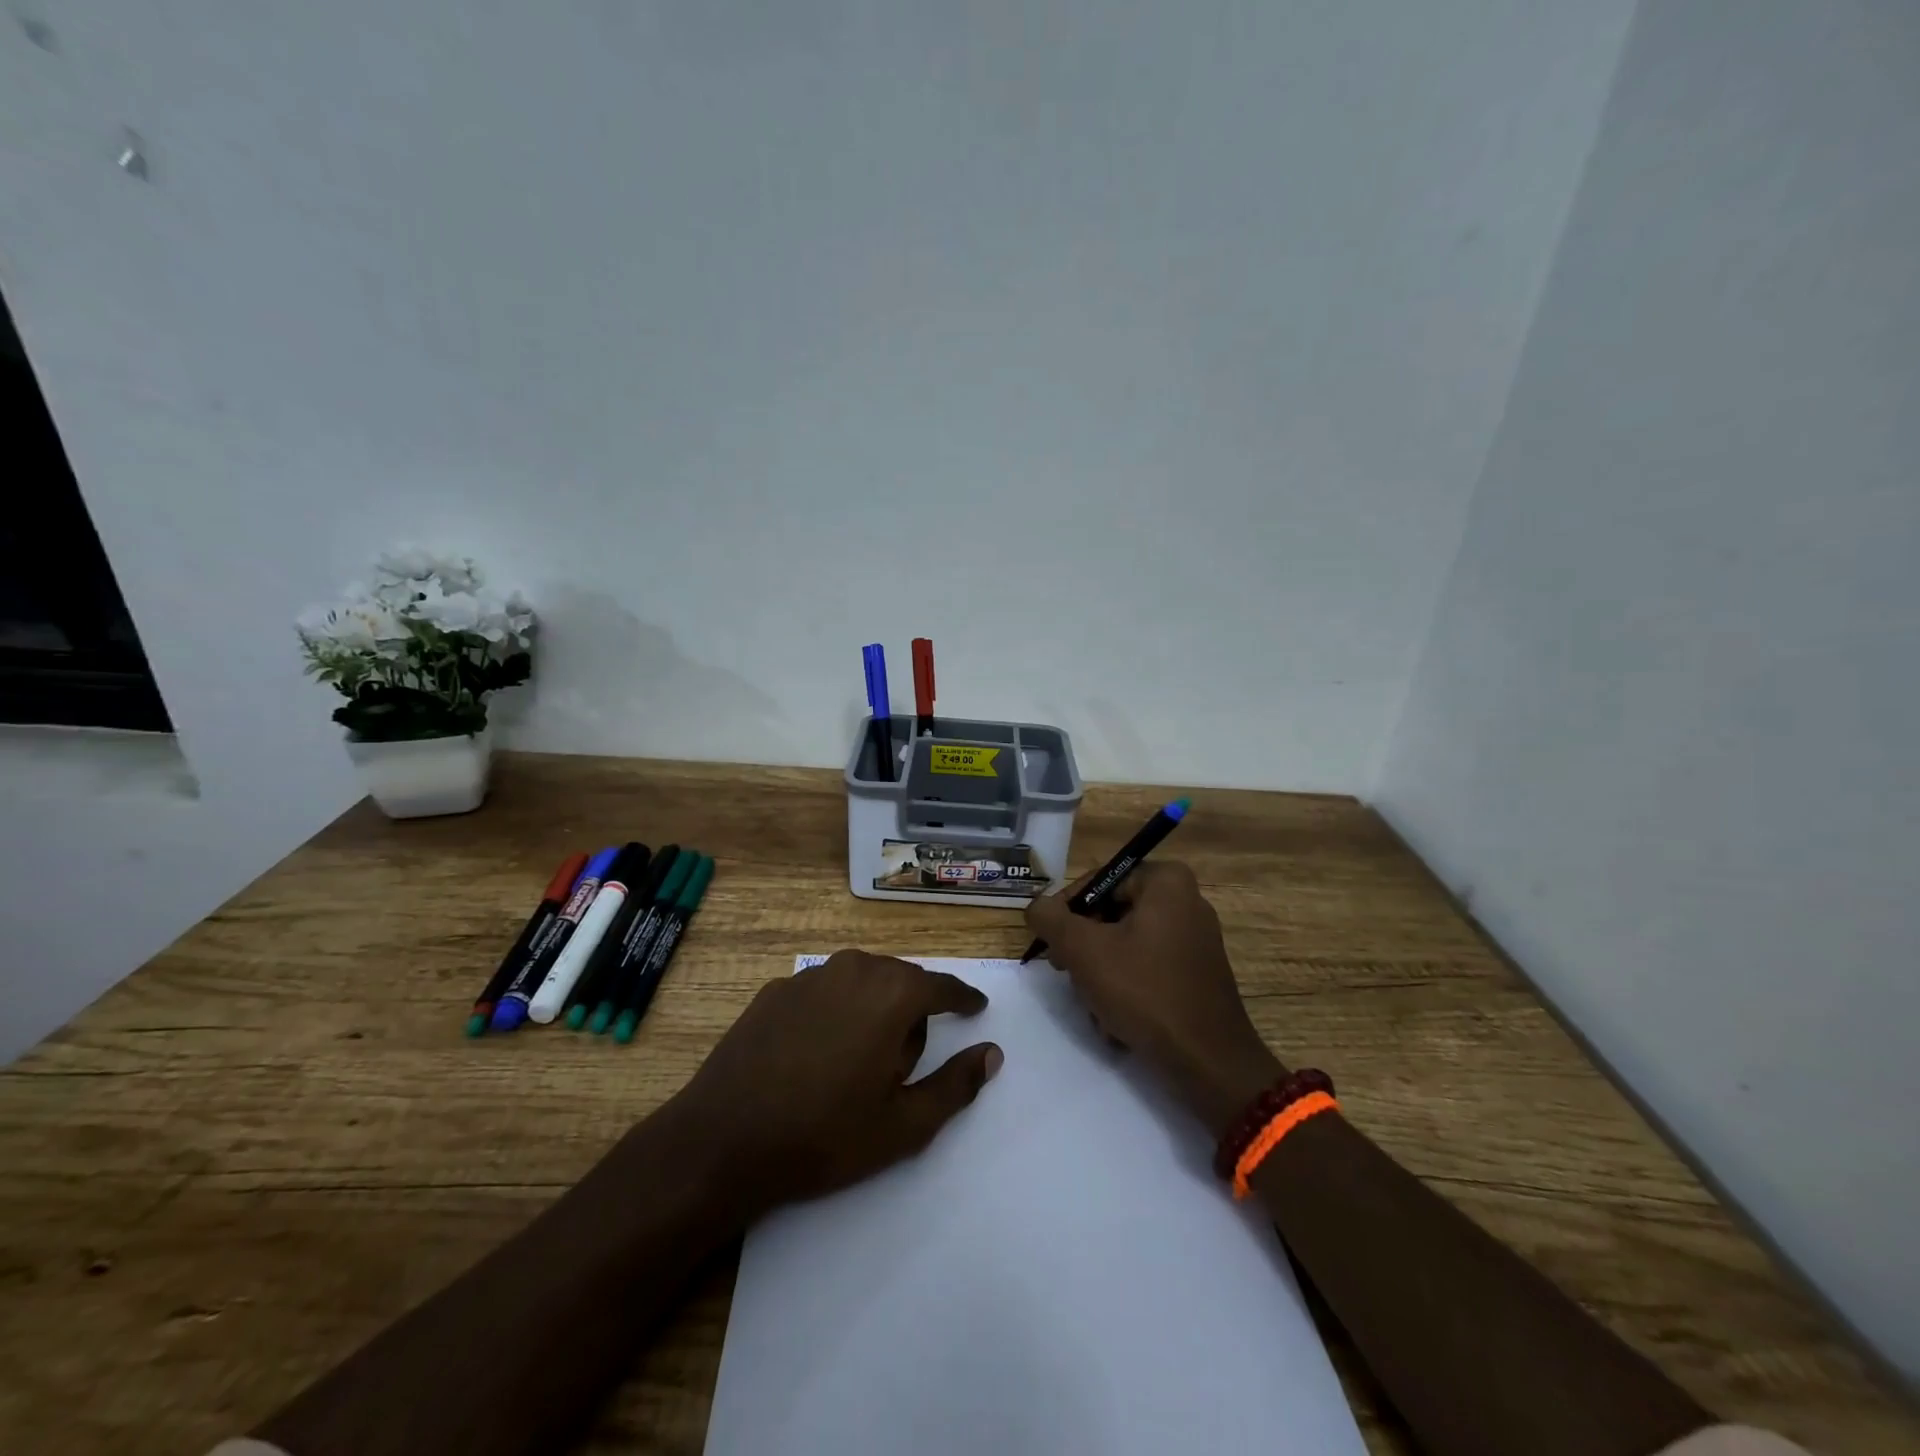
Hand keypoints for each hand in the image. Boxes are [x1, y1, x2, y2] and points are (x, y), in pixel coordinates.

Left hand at [672, 951, 1001, 1213]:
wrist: (722, 1141)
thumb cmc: (824, 1136)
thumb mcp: (903, 1125)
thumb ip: (956, 1085)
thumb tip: (992, 1054)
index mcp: (891, 994)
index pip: (941, 987)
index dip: (963, 999)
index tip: (975, 1008)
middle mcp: (854, 969)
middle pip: (901, 979)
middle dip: (913, 1010)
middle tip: (906, 1060)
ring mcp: (810, 976)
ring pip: (861, 980)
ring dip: (874, 1007)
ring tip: (862, 1057)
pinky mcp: (776, 990)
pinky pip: (825, 991)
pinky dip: (836, 1010)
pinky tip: (818, 1052)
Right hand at [1025, 861, 1285, 1136]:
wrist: (1208, 1062)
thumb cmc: (1144, 991)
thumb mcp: (1083, 950)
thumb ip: (1050, 919)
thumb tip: (1037, 907)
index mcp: (1166, 881)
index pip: (1097, 882)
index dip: (1066, 912)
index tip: (1052, 945)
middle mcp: (1186, 901)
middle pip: (1111, 914)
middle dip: (1085, 949)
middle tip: (1067, 974)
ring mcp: (1195, 939)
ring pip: (1125, 945)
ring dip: (1101, 976)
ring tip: (1095, 1007)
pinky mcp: (1197, 974)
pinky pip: (1148, 968)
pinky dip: (1127, 990)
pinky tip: (1117, 1022)